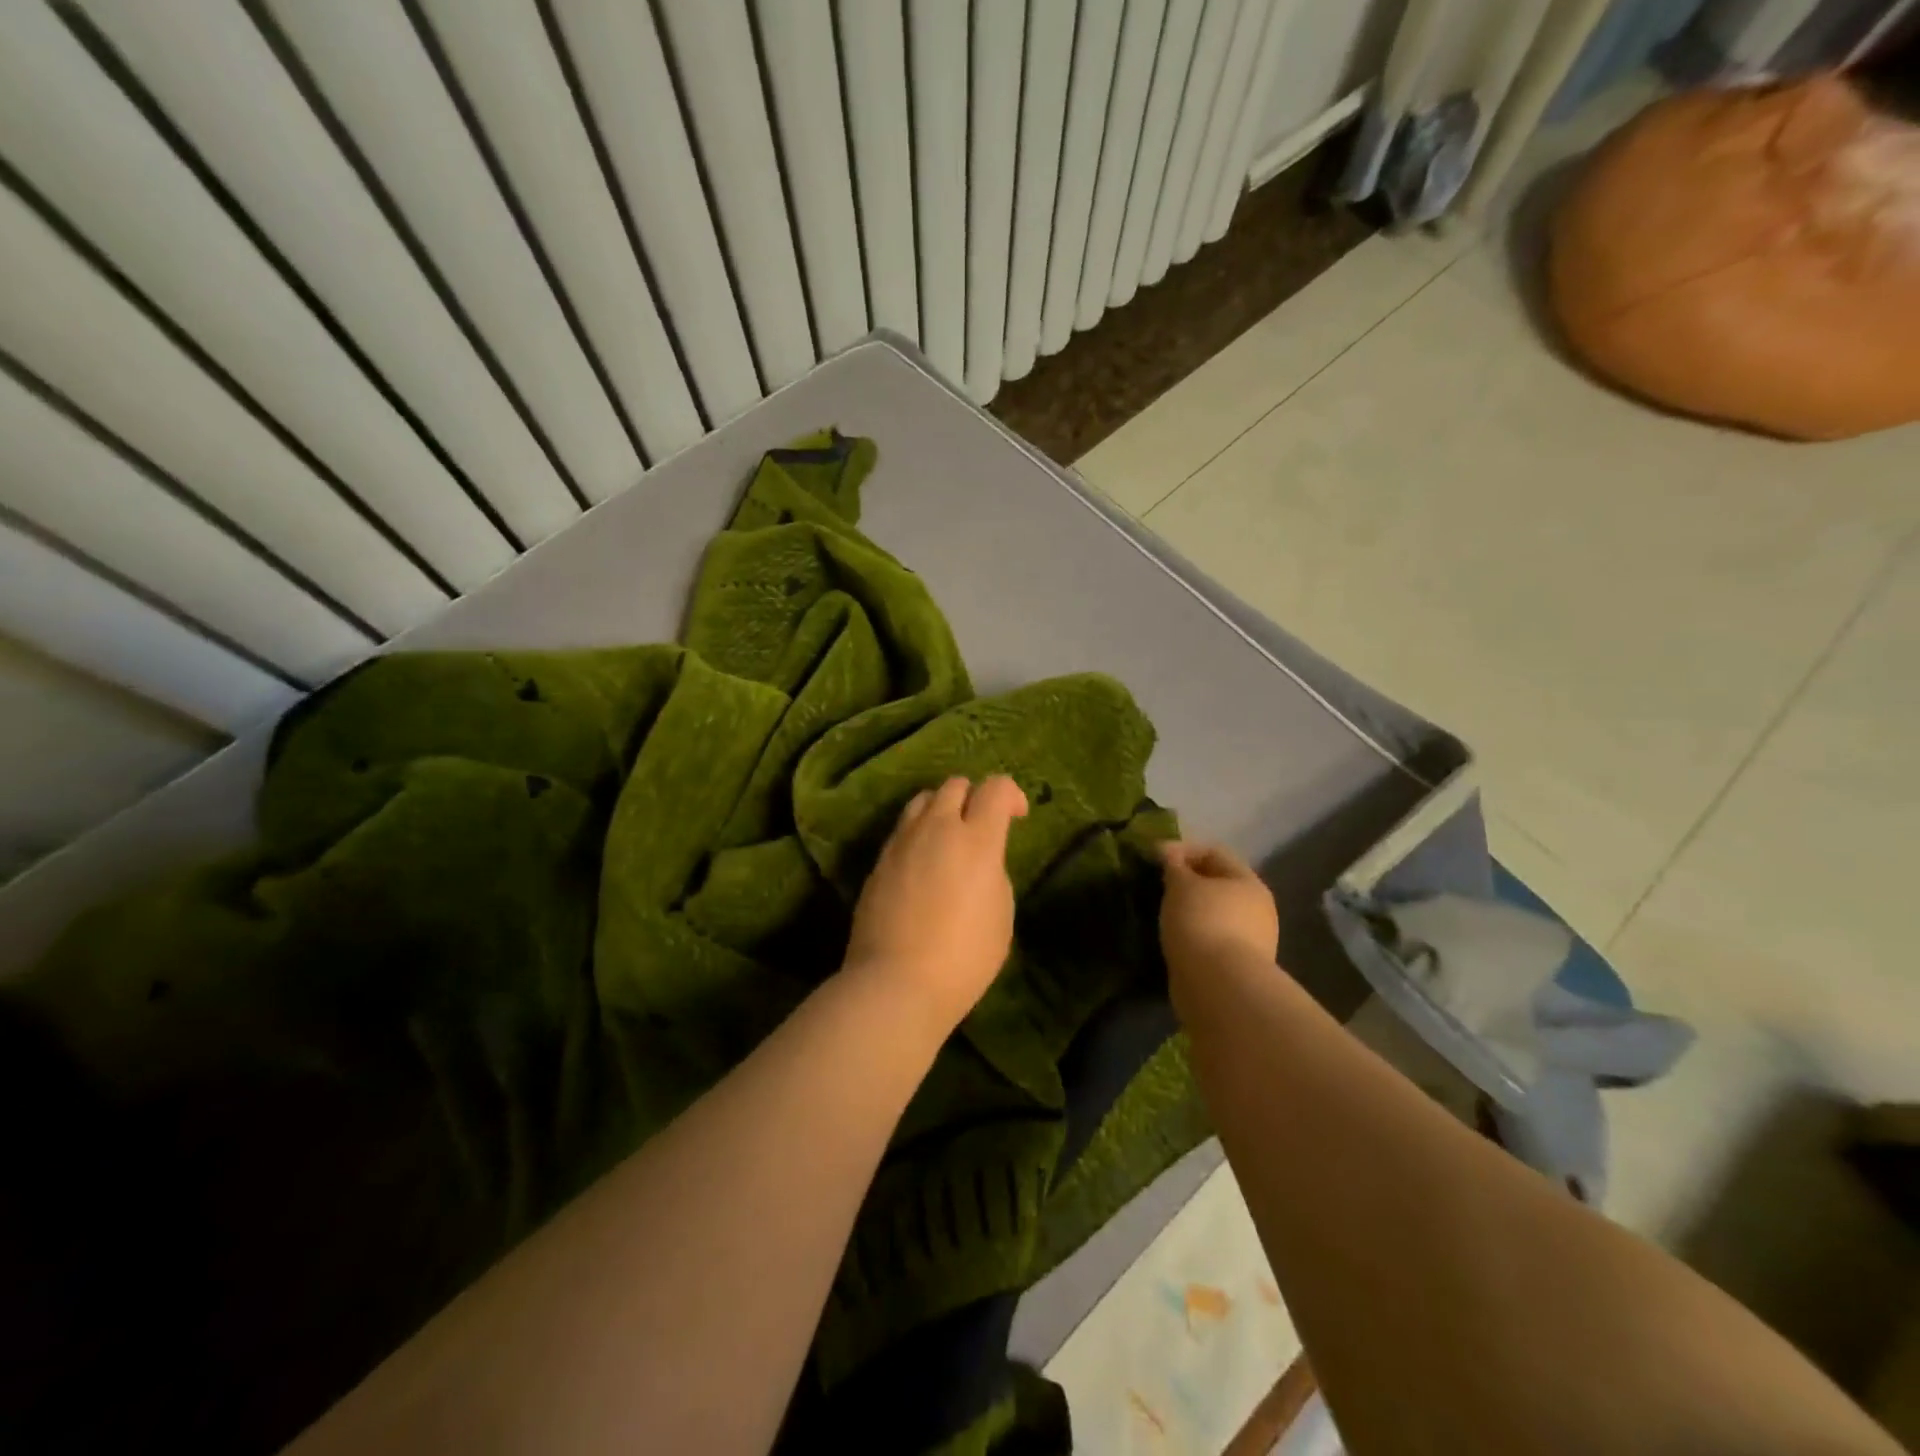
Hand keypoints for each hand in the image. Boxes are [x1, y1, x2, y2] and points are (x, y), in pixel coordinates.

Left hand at [843, 776, 1029, 1039]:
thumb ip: (993, 872)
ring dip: (941, 809)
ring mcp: (902, 842)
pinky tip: (922, 865)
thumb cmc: (964, 957)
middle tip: (981, 826)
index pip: (995, 788)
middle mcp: (937, 828)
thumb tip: (979, 861)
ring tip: (948, 839)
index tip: (1017, 817)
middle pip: (954, 785)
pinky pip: (902, 830)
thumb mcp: (1001, 914)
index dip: (1011, 795)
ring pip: (923, 800)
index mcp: (977, 839)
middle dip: (974, 797)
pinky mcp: (879, 861)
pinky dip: (918, 834)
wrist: (897, 982)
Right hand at [1158, 842, 1279, 981]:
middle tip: (1156, 884)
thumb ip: (1174, 865)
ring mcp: (1251, 940)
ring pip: (1213, 913)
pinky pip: (1210, 938)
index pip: (1214, 852)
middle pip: (1217, 883)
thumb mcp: (1180, 885)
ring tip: (1160, 912)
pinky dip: (1191, 933)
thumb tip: (1169, 853)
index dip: (1182, 849)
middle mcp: (1256, 908)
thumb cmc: (1201, 922)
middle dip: (1186, 881)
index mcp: (1248, 882)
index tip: (1153, 857)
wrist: (1218, 986)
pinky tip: (1173, 937)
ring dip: (1188, 909)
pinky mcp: (1237, 966)